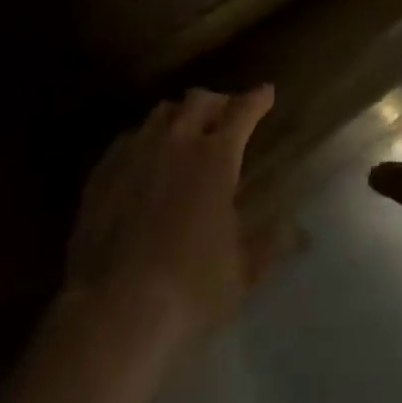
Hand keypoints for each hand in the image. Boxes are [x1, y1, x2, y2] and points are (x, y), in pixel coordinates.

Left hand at [63, 86, 276, 349]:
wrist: (114, 310)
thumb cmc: (190, 290)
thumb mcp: (242, 273)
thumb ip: (270, 244)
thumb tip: (298, 230)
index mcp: (216, 157)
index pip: (242, 112)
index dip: (256, 99)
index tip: (266, 92)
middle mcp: (176, 141)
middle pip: (199, 100)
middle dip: (218, 102)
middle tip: (226, 113)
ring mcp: (136, 152)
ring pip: (161, 113)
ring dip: (180, 115)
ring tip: (186, 130)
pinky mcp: (103, 171)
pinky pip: (129, 139)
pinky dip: (146, 140)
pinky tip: (146, 159)